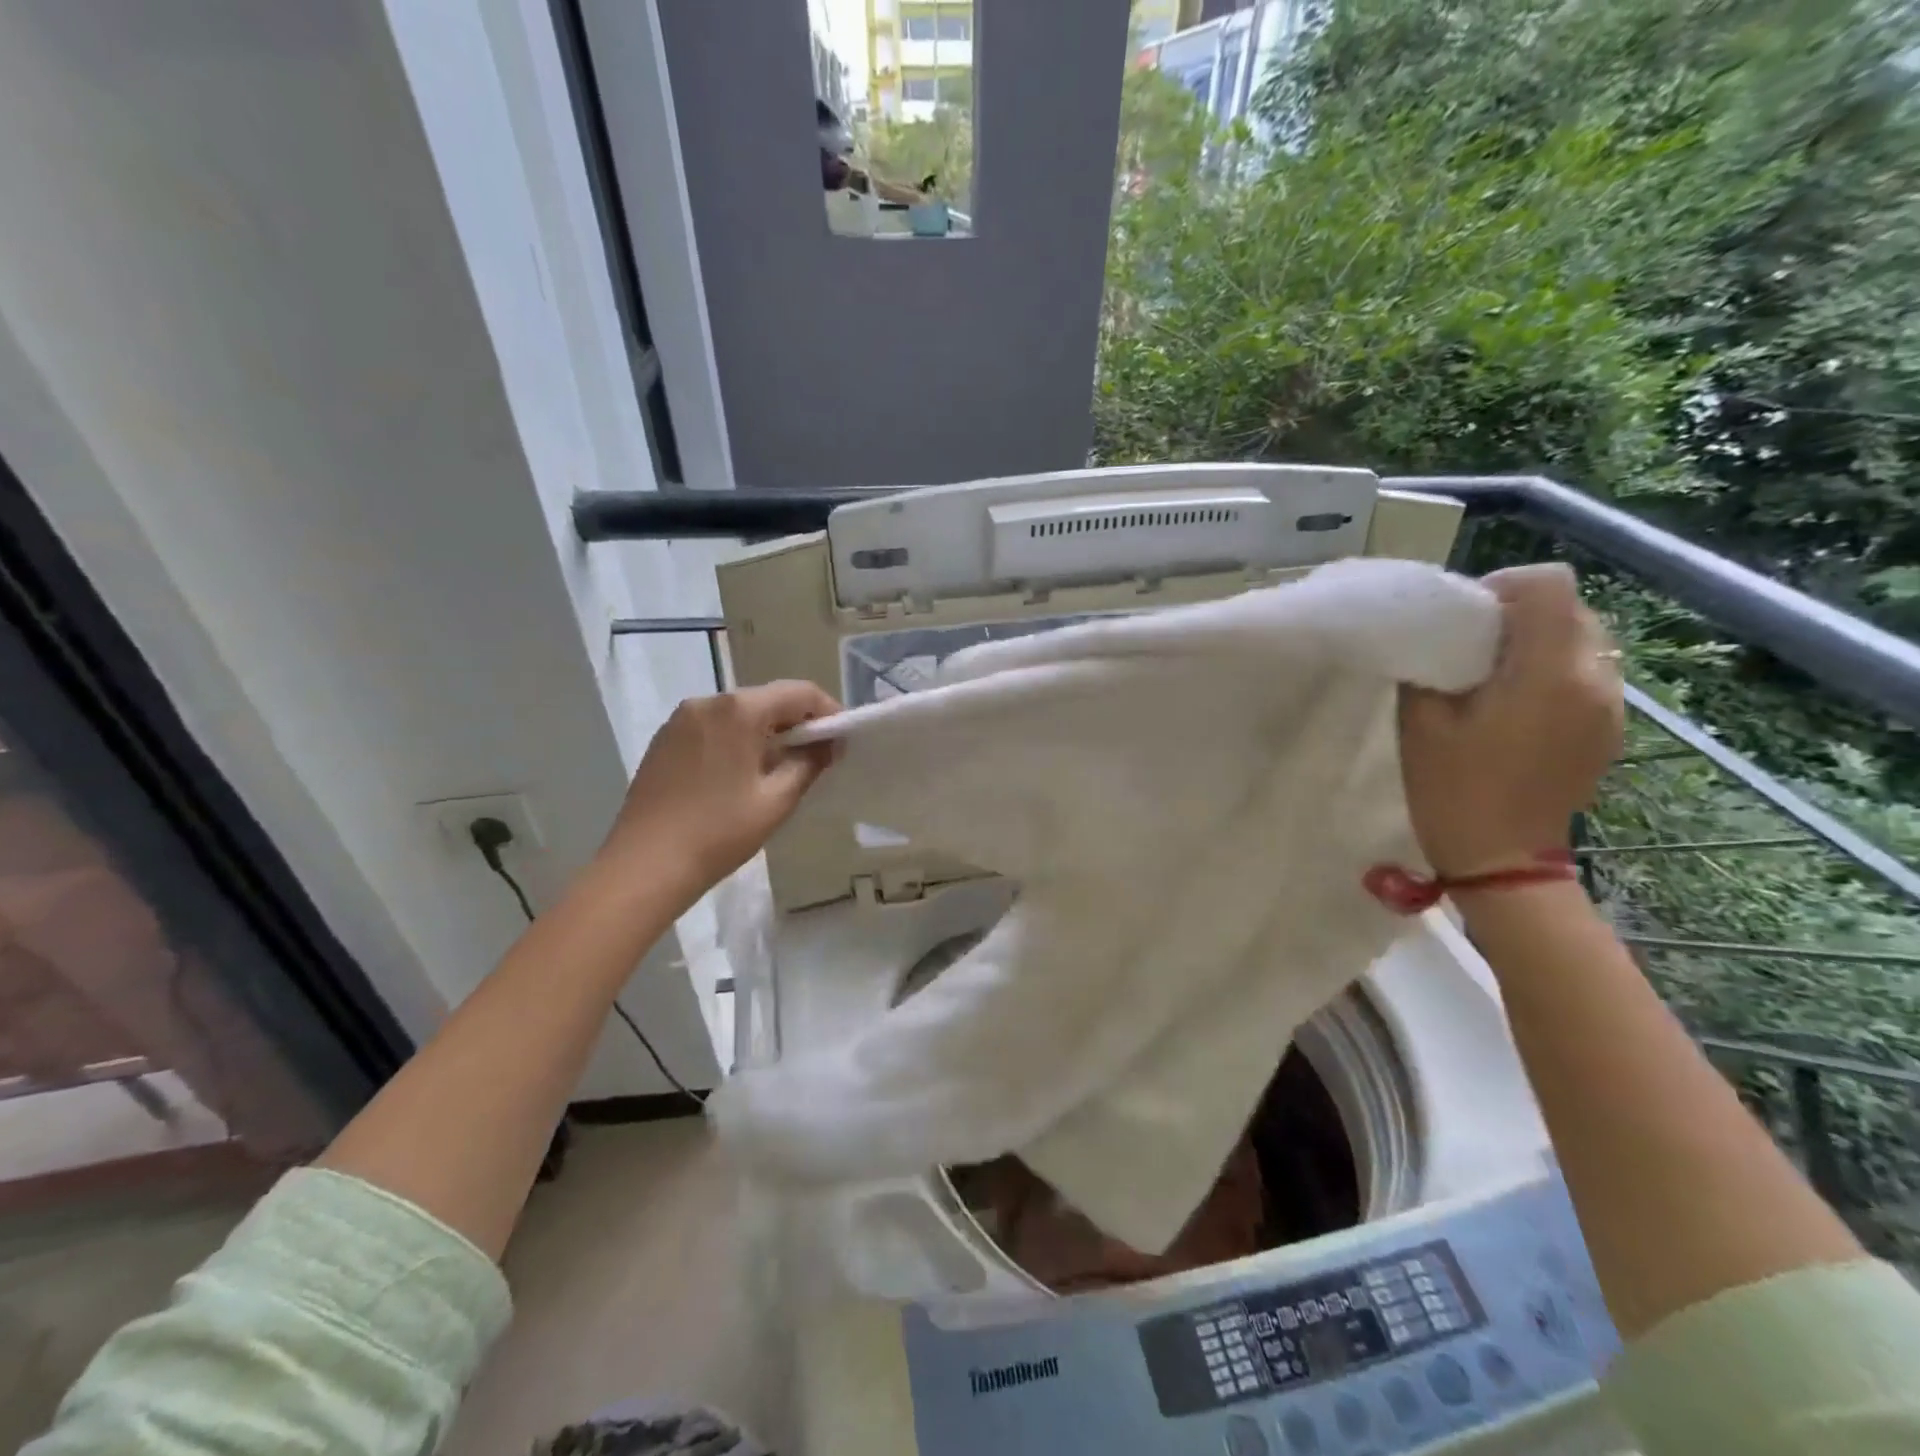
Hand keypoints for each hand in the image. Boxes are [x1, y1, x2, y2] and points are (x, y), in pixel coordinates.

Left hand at [599, 681, 839, 906]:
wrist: (645, 865)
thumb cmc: (719, 832)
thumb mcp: (776, 800)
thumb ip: (809, 763)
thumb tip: (828, 744)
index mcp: (739, 710)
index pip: (799, 692)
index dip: (828, 711)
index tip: (842, 738)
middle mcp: (708, 702)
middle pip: (767, 699)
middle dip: (797, 721)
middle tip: (817, 755)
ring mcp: (680, 719)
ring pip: (739, 713)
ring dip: (766, 731)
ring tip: (781, 767)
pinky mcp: (664, 740)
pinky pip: (713, 727)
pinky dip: (736, 739)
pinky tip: (741, 773)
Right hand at [1399, 564, 1622, 877]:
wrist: (1502, 859)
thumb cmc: (1452, 788)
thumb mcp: (1422, 722)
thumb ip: (1432, 664)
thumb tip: (1436, 634)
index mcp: (1549, 672)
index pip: (1548, 585)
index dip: (1502, 587)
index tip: (1464, 617)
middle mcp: (1595, 678)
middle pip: (1569, 608)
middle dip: (1518, 614)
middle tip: (1471, 646)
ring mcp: (1611, 704)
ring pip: (1582, 638)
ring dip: (1538, 641)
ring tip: (1493, 676)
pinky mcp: (1608, 726)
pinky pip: (1587, 672)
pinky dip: (1552, 669)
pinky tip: (1516, 705)